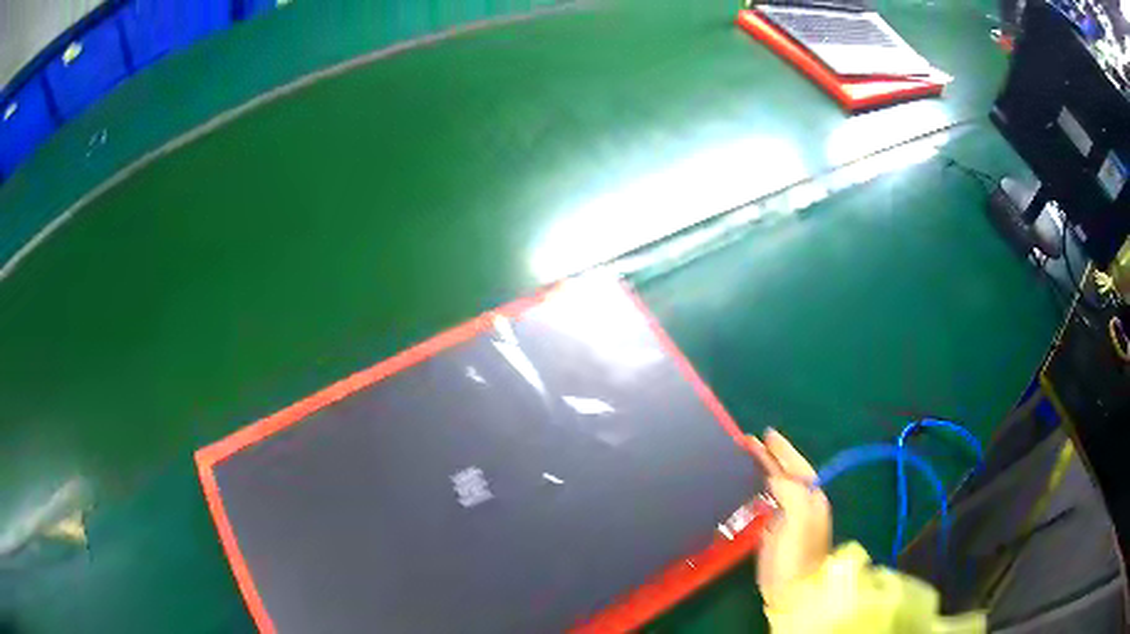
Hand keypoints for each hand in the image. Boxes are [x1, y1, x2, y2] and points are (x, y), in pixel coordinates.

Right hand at [745, 429, 831, 606]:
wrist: (791, 591)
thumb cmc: (797, 556)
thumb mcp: (799, 521)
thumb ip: (791, 494)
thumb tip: (775, 477)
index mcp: (813, 500)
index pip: (799, 468)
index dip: (784, 451)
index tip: (767, 436)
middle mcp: (802, 505)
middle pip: (786, 474)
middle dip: (770, 457)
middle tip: (749, 441)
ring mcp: (788, 519)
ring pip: (775, 487)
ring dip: (762, 471)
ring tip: (745, 457)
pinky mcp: (773, 532)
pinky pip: (766, 502)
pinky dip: (757, 490)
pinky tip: (746, 485)